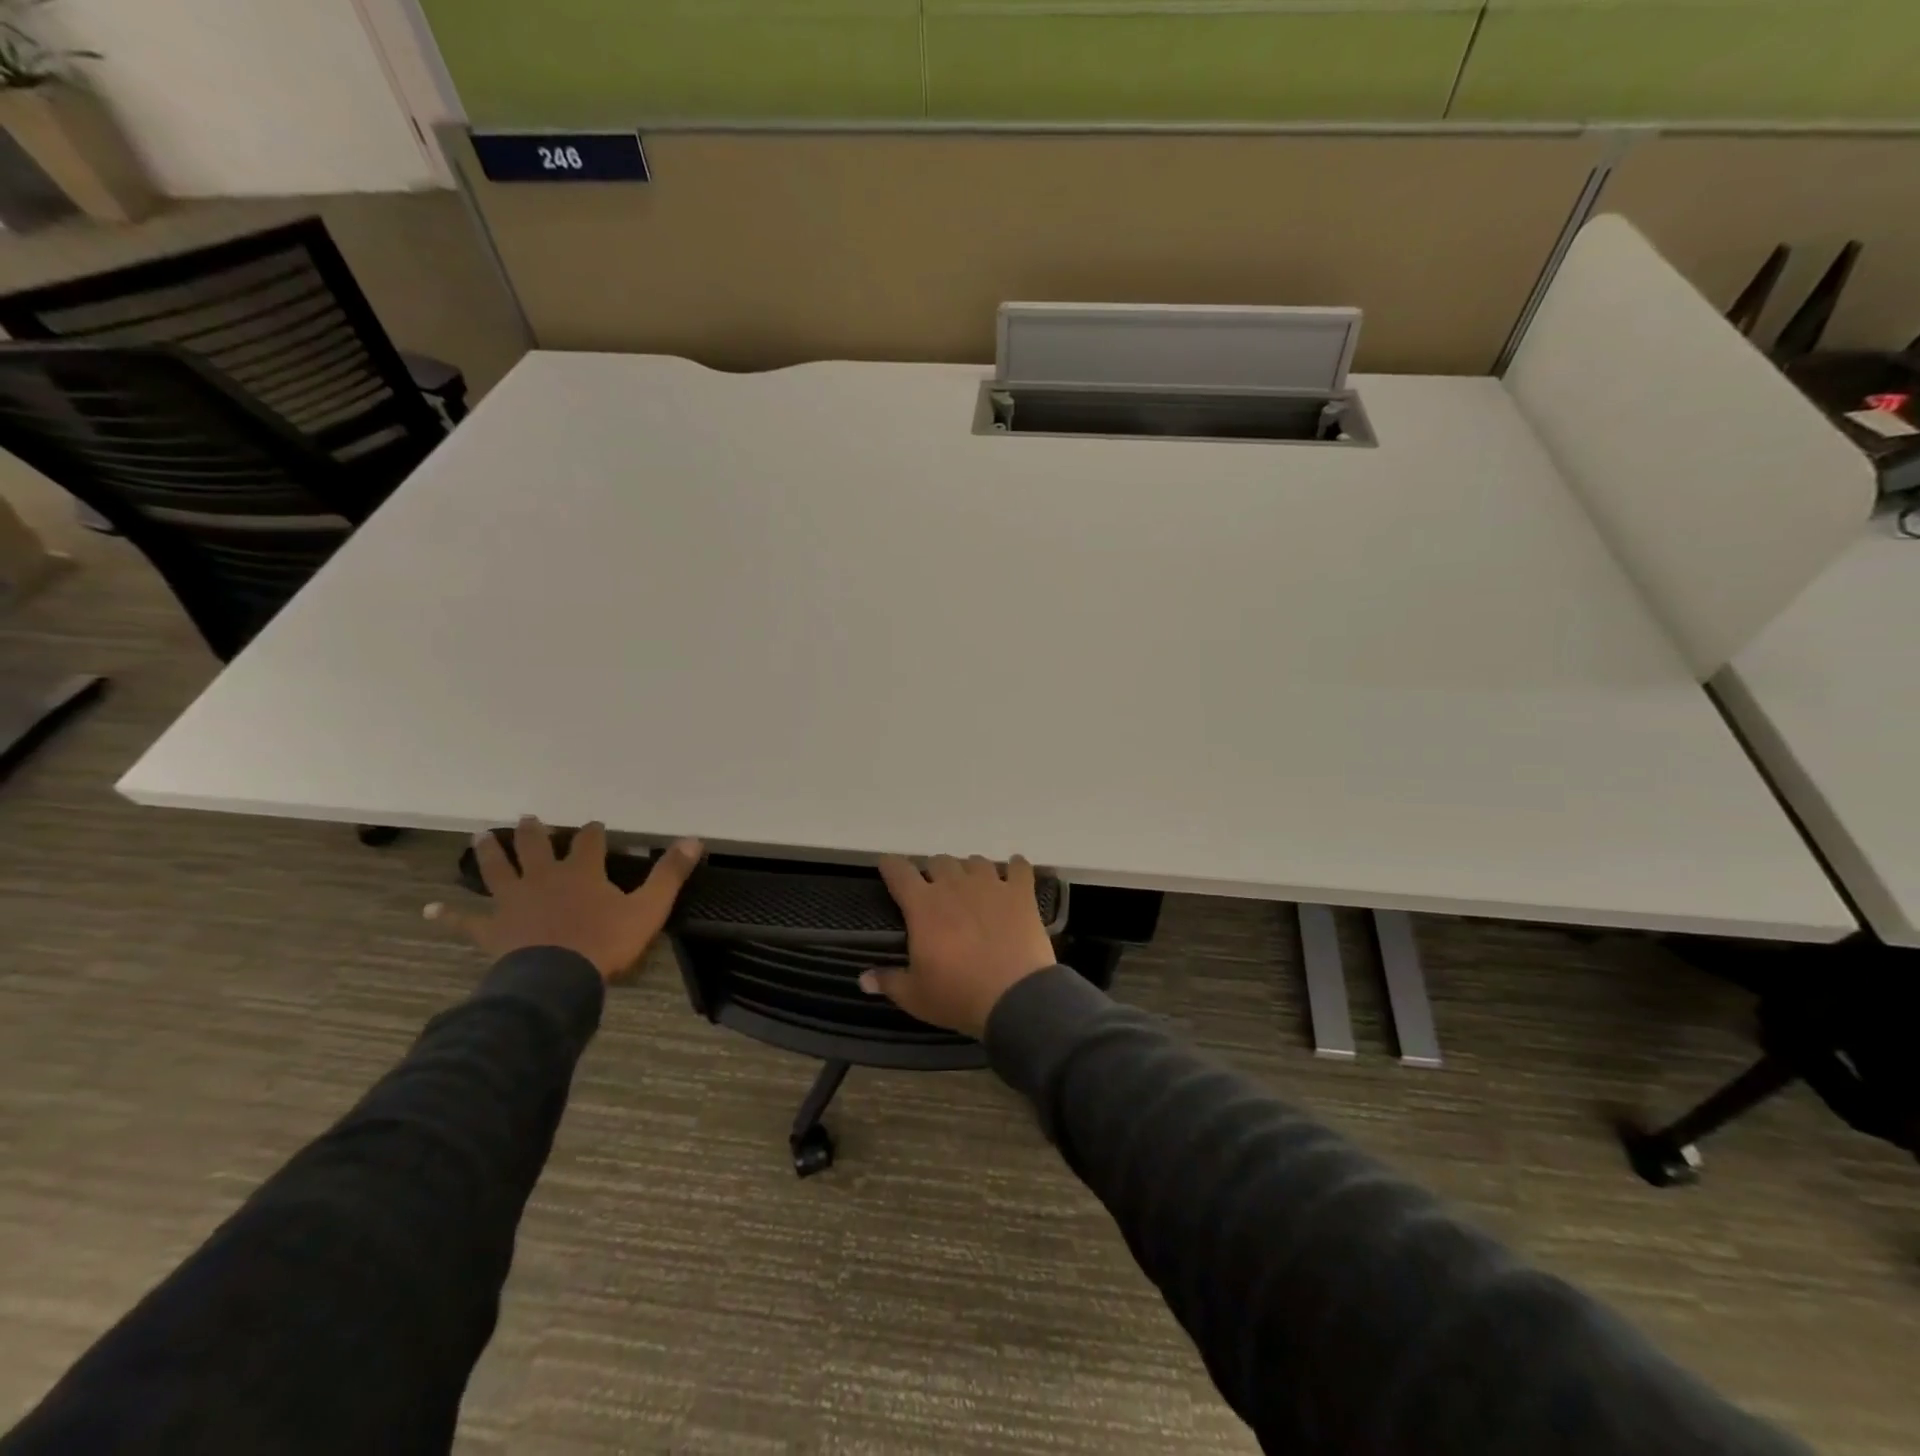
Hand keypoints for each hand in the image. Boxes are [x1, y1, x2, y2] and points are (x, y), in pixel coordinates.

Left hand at [425, 817, 702, 982]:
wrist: (557, 980)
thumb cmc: (606, 942)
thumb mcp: (649, 908)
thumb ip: (670, 874)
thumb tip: (694, 839)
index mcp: (581, 871)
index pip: (588, 840)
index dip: (592, 832)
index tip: (595, 827)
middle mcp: (544, 877)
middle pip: (535, 846)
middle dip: (535, 831)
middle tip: (528, 818)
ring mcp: (513, 901)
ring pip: (498, 870)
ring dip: (490, 852)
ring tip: (481, 835)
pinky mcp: (492, 929)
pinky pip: (466, 920)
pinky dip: (448, 914)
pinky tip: (428, 909)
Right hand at [859, 855, 1056, 1037]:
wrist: (1014, 998)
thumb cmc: (958, 996)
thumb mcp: (915, 996)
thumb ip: (888, 981)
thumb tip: (863, 978)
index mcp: (923, 905)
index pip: (899, 872)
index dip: (891, 866)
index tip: (888, 867)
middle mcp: (955, 885)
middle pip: (939, 861)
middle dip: (934, 872)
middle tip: (936, 891)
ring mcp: (990, 885)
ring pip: (976, 861)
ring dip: (970, 870)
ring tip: (973, 886)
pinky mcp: (1021, 893)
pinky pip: (1019, 867)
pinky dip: (1016, 867)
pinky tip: (1015, 872)